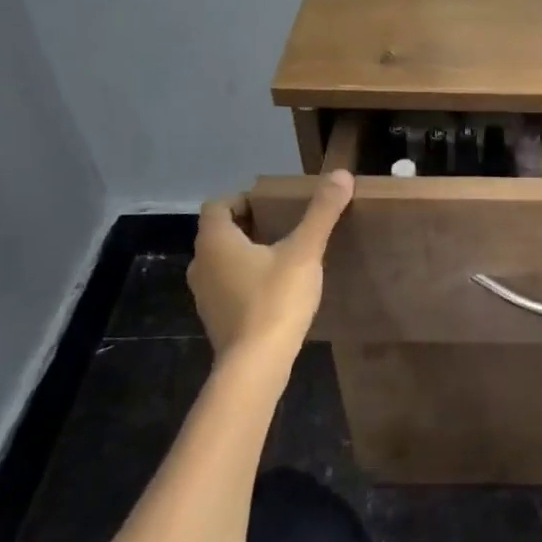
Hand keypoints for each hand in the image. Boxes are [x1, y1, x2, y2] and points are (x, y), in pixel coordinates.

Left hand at [187, 171, 353, 361]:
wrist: (256, 367)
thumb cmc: (275, 300)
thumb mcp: (304, 251)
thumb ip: (322, 212)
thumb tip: (340, 174)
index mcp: (215, 242)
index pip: (217, 205)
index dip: (243, 199)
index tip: (273, 204)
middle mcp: (201, 265)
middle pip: (220, 233)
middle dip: (249, 225)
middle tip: (284, 225)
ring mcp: (205, 296)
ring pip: (223, 261)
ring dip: (247, 253)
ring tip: (283, 255)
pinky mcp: (216, 319)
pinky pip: (228, 286)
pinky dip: (246, 279)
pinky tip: (276, 289)